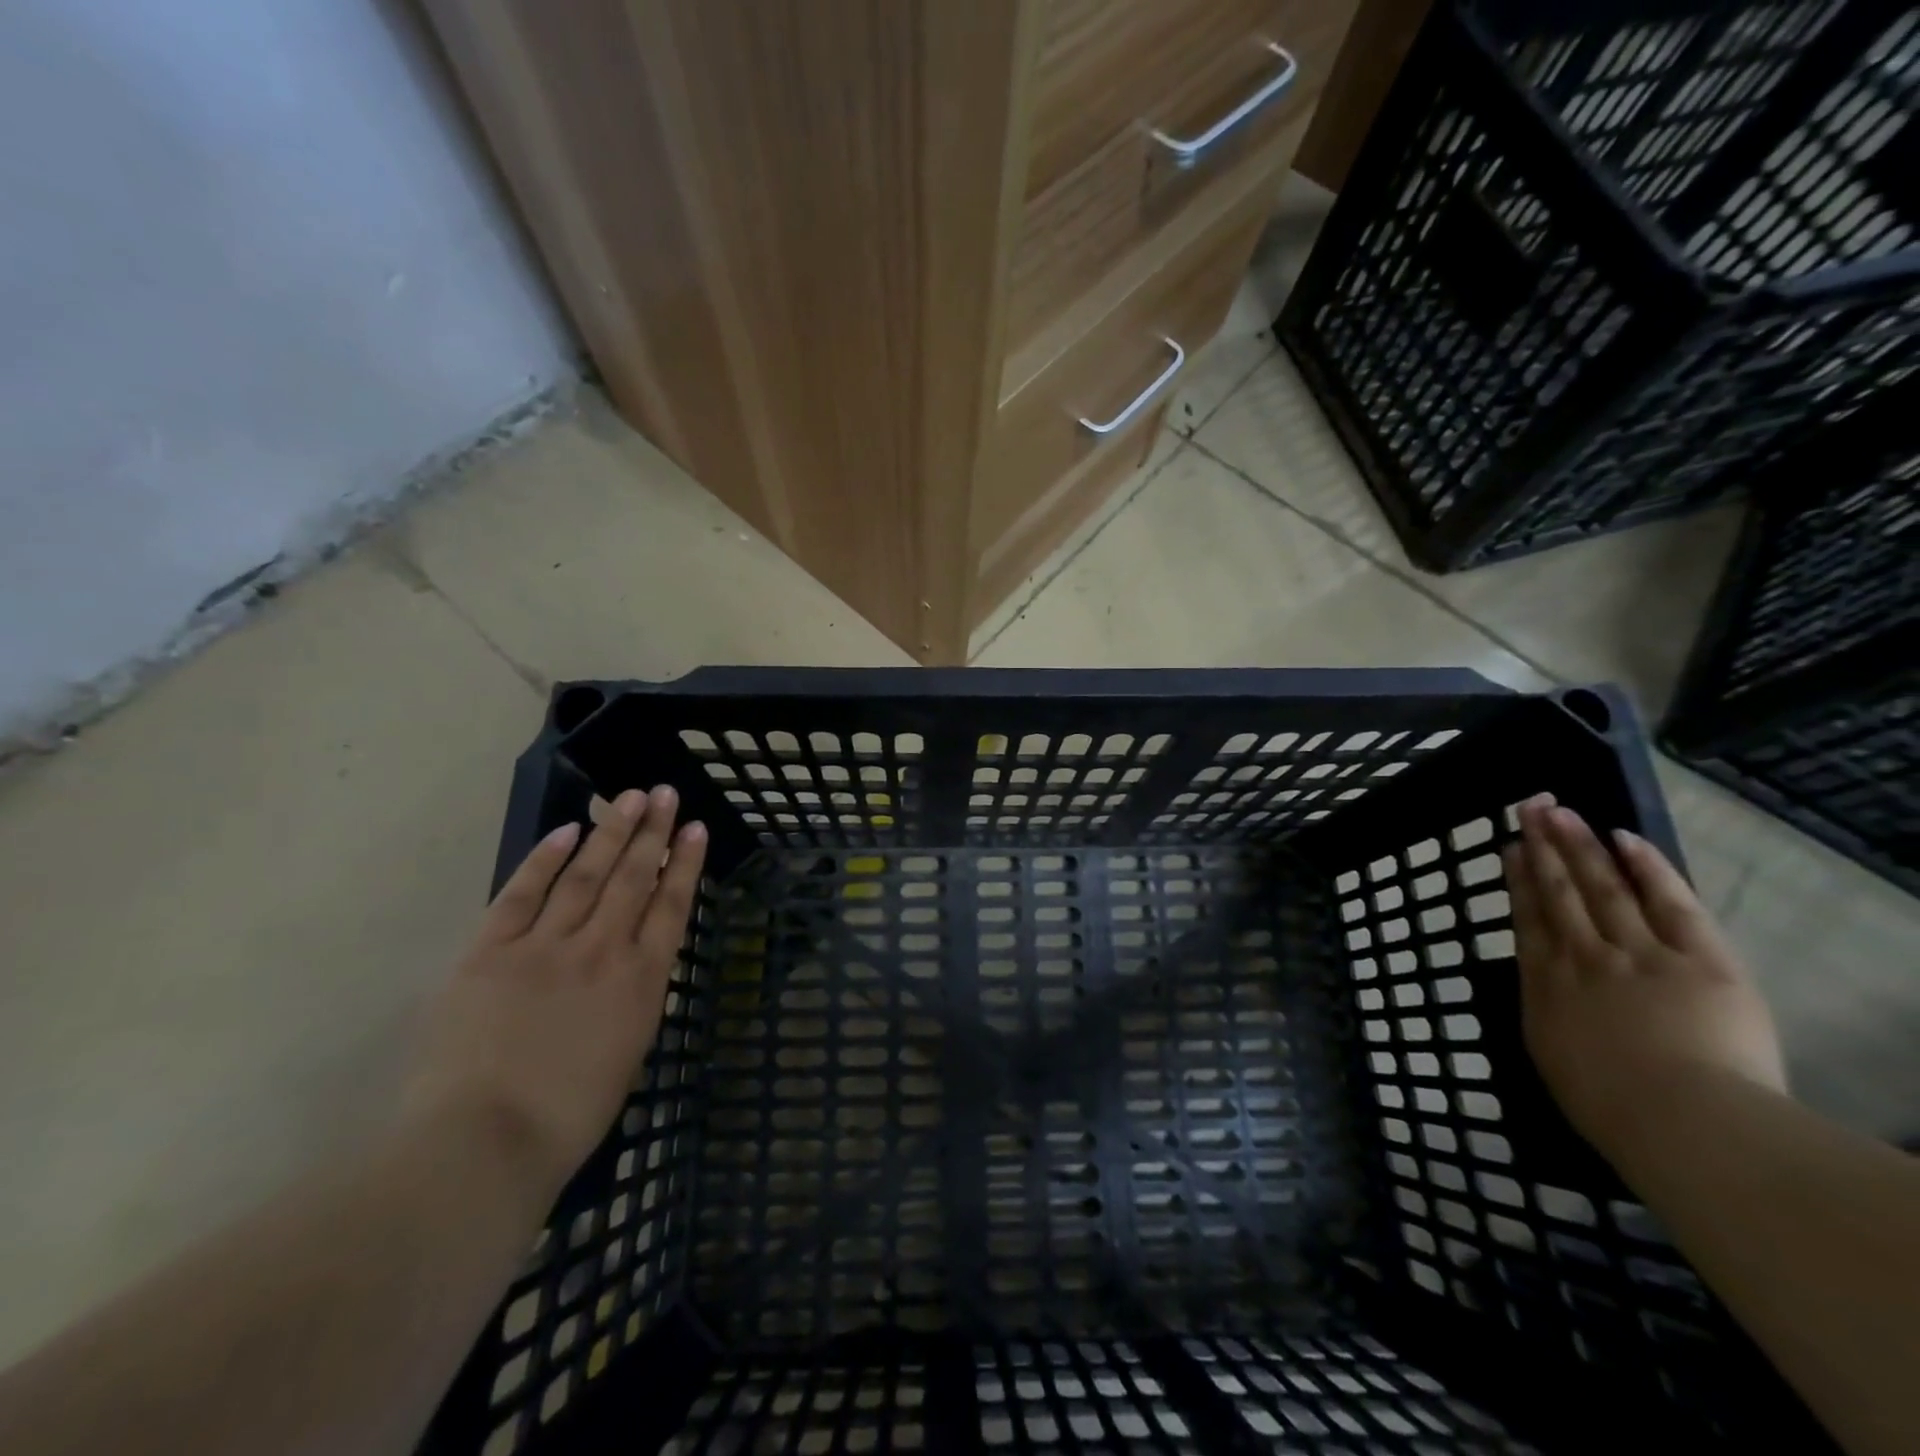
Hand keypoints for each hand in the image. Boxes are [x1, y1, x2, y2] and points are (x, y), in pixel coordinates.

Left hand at [402, 786, 707, 1199]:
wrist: (482, 1144)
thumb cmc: (568, 1115)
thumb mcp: (628, 1052)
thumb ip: (634, 998)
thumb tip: (632, 964)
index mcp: (641, 980)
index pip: (671, 905)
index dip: (685, 863)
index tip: (695, 828)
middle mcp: (601, 949)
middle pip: (632, 877)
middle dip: (652, 832)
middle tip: (665, 794)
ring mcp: (544, 945)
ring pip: (585, 874)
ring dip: (610, 832)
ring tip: (629, 798)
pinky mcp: (490, 951)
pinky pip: (522, 894)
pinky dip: (545, 859)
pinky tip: (565, 831)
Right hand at [1505, 795, 1785, 1168]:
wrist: (1681, 1120)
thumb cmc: (1609, 1106)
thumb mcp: (1551, 1056)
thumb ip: (1546, 1012)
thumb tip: (1542, 985)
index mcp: (1546, 983)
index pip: (1529, 918)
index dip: (1519, 880)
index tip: (1513, 847)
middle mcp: (1583, 956)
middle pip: (1559, 891)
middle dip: (1544, 847)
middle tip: (1531, 807)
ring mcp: (1638, 952)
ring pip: (1602, 887)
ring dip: (1580, 845)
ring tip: (1562, 811)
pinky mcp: (1698, 959)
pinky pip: (1669, 904)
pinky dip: (1647, 869)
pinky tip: (1626, 839)